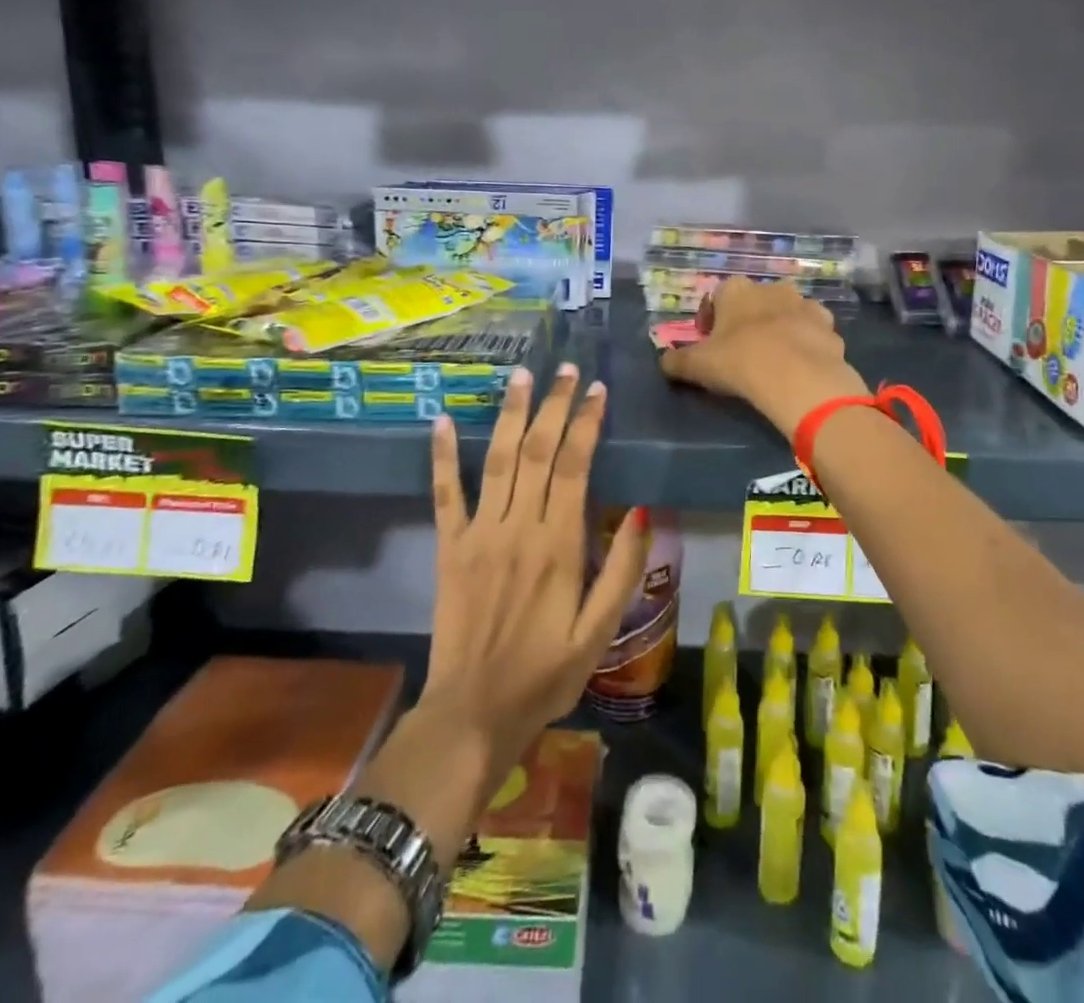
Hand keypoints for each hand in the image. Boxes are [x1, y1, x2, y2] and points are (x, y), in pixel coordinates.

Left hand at [420, 364, 646, 784]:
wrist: (473, 712)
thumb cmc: (545, 674)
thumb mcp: (599, 632)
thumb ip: (621, 569)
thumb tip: (643, 509)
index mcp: (558, 544)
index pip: (574, 466)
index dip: (587, 423)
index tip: (598, 390)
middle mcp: (518, 527)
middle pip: (536, 450)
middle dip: (553, 405)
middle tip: (566, 369)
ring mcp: (478, 533)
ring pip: (496, 460)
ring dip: (509, 414)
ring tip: (520, 376)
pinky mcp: (449, 547)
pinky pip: (445, 494)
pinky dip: (442, 456)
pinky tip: (440, 421)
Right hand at [659, 278, 868, 437]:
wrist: (797, 376)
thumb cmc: (739, 362)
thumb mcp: (697, 366)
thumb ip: (677, 362)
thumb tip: (664, 362)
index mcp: (736, 290)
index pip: (718, 297)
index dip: (712, 320)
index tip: (710, 343)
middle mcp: (771, 288)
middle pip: (755, 302)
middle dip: (748, 321)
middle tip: (742, 352)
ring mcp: (804, 304)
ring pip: (787, 313)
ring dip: (780, 329)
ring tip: (774, 359)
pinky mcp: (829, 325)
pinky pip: (812, 332)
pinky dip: (807, 343)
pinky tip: (800, 365)